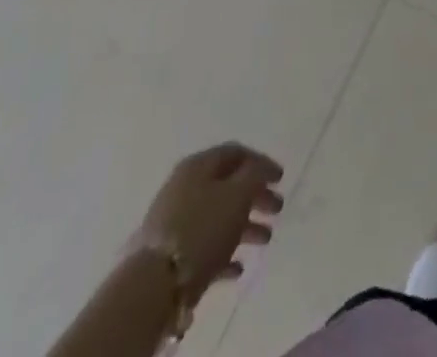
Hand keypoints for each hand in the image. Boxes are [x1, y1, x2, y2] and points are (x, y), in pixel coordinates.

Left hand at [131, 143, 283, 299]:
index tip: (281, 178)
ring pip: (218, 216)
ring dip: (245, 225)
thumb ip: (255, 175)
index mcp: (199, 165)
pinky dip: (224, 252)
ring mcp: (176, 221)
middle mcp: (185, 186)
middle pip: (228, 185)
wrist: (155, 283)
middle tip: (278, 208)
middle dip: (256, 196)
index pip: (235, 153)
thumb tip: (260, 168)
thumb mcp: (237, 194)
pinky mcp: (172, 254)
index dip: (261, 162)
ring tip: (266, 239)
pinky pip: (204, 246)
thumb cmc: (202, 228)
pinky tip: (238, 268)